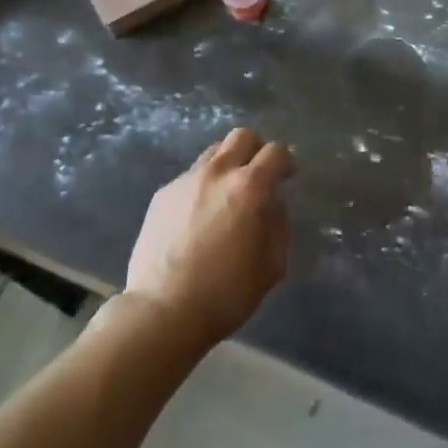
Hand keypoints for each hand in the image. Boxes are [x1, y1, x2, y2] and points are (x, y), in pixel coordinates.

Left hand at [125, 127, 293, 346]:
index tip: (286, 177)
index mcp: (248, 187)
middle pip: (242, 136)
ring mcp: (186, 180)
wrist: (161, 311)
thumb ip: (279, 227)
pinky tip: (197, 218)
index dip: (286, 161)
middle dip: (256, 150)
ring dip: (227, 165)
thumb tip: (274, 205)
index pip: (275, 152)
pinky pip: (190, 177)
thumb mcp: (271, 267)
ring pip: (213, 152)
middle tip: (258, 176)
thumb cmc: (225, 294)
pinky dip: (202, 186)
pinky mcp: (162, 194)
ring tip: (226, 196)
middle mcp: (217, 172)